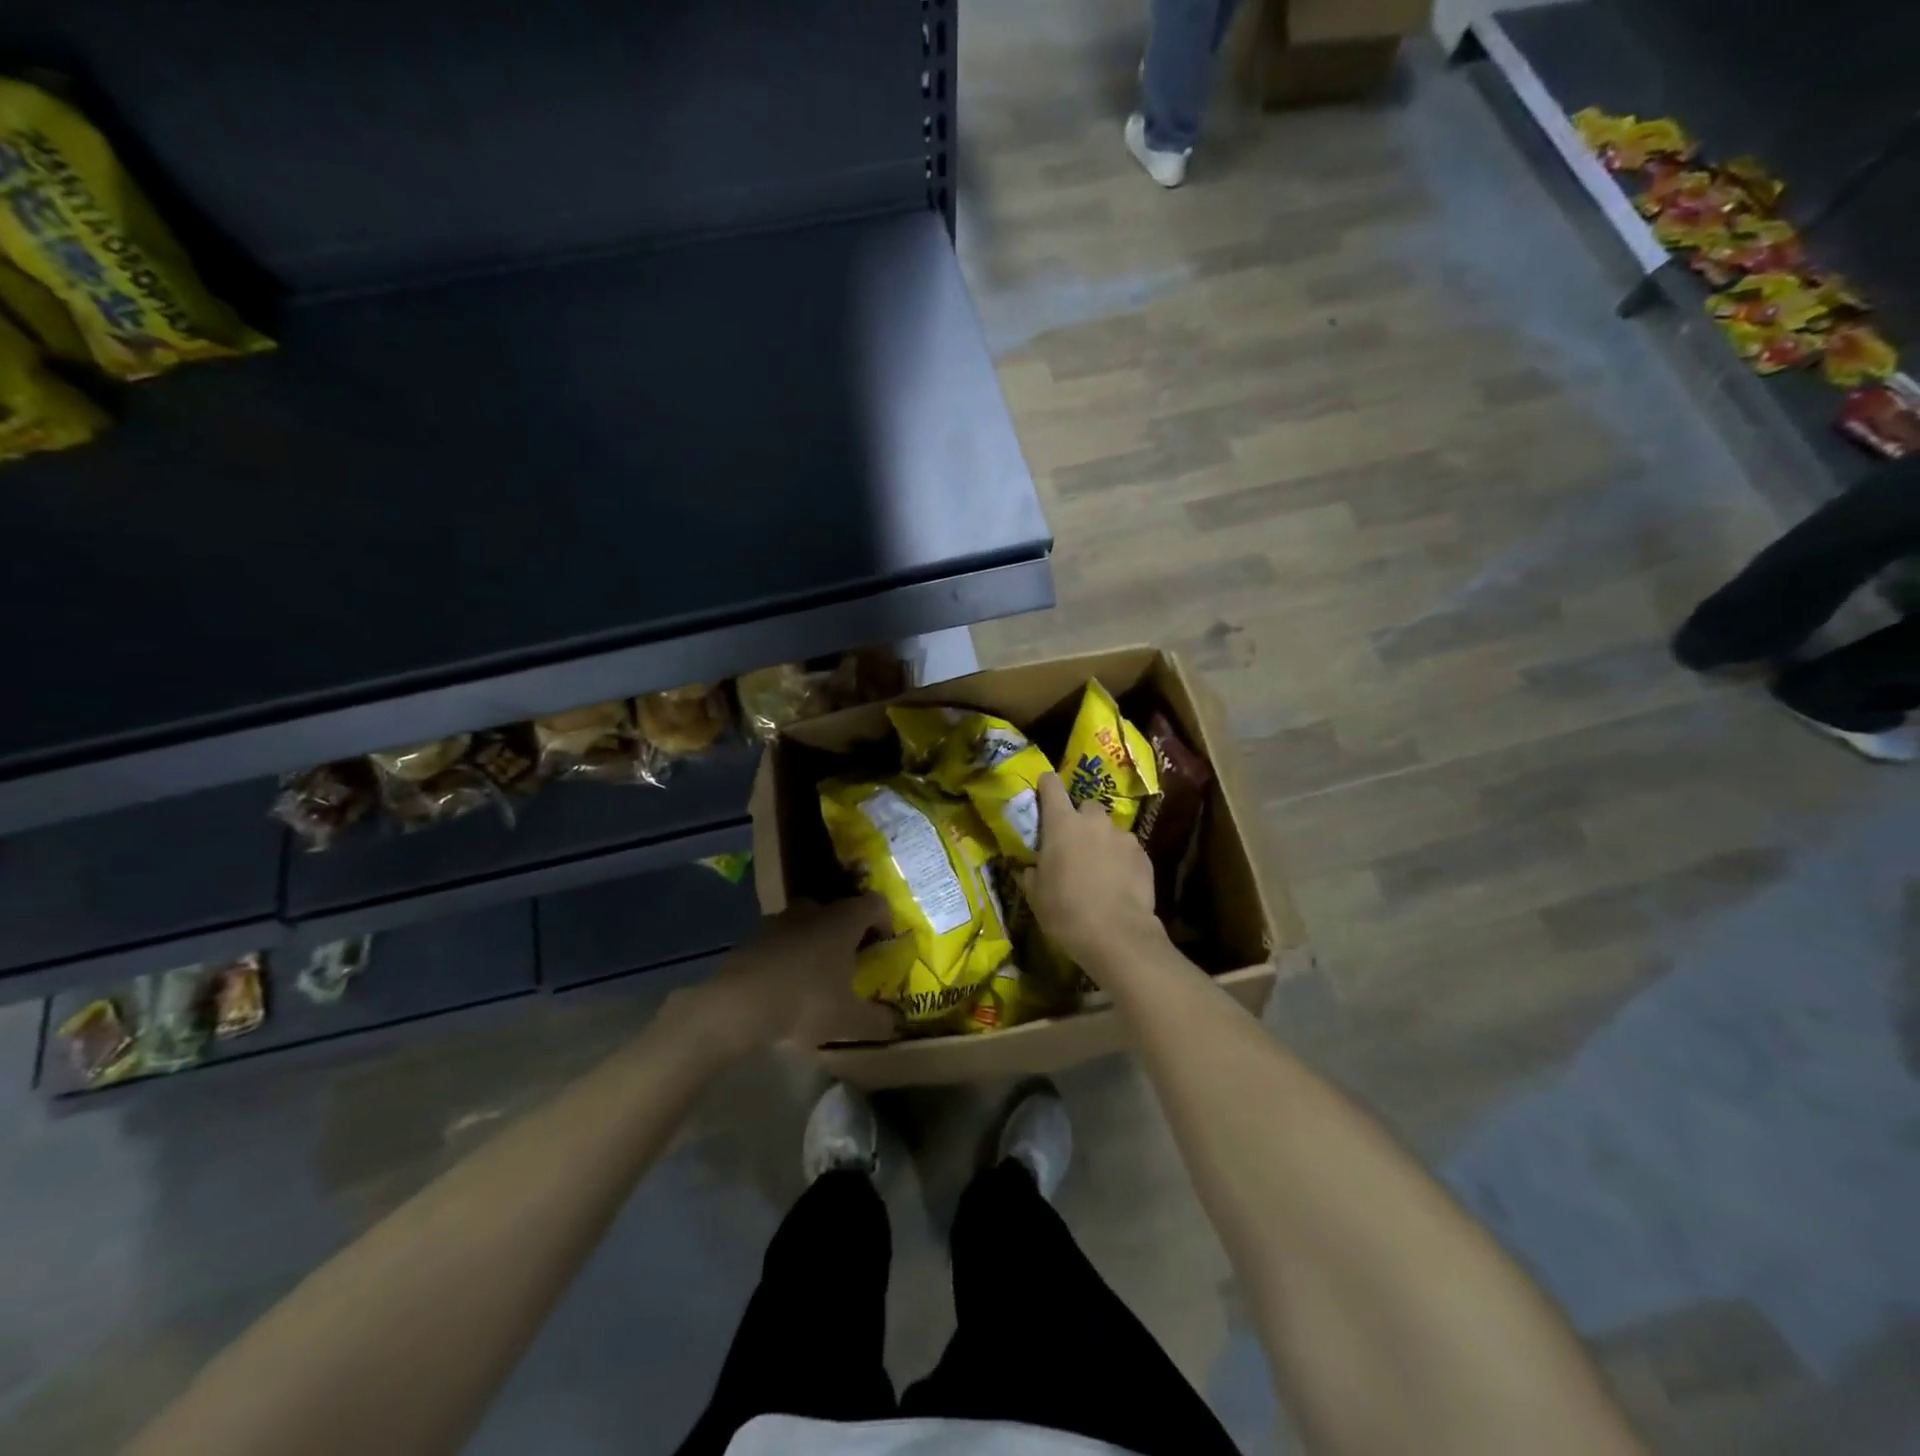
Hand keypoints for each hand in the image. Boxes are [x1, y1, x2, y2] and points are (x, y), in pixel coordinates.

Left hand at [682, 895, 895, 1054]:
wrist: (736, 1005)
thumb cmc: (804, 1002)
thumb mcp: (850, 1021)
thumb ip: (878, 1020)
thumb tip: (896, 1023)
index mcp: (843, 920)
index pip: (875, 904)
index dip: (885, 921)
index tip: (884, 945)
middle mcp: (813, 910)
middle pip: (838, 911)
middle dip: (847, 933)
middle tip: (851, 963)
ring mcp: (778, 921)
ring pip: (806, 925)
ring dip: (814, 944)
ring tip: (815, 978)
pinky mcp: (751, 937)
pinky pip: (779, 941)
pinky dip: (787, 957)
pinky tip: (784, 986)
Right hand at [1022, 773, 1161, 971]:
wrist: (1117, 936)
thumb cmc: (1066, 912)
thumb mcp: (1036, 895)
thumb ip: (1033, 871)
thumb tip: (1033, 867)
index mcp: (1062, 824)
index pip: (1051, 786)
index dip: (1046, 785)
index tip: (1043, 790)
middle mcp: (1094, 821)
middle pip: (1085, 806)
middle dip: (1079, 819)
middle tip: (1073, 844)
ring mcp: (1123, 836)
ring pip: (1109, 829)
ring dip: (1102, 841)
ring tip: (1099, 867)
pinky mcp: (1144, 855)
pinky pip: (1127, 849)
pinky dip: (1120, 859)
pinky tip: (1117, 882)